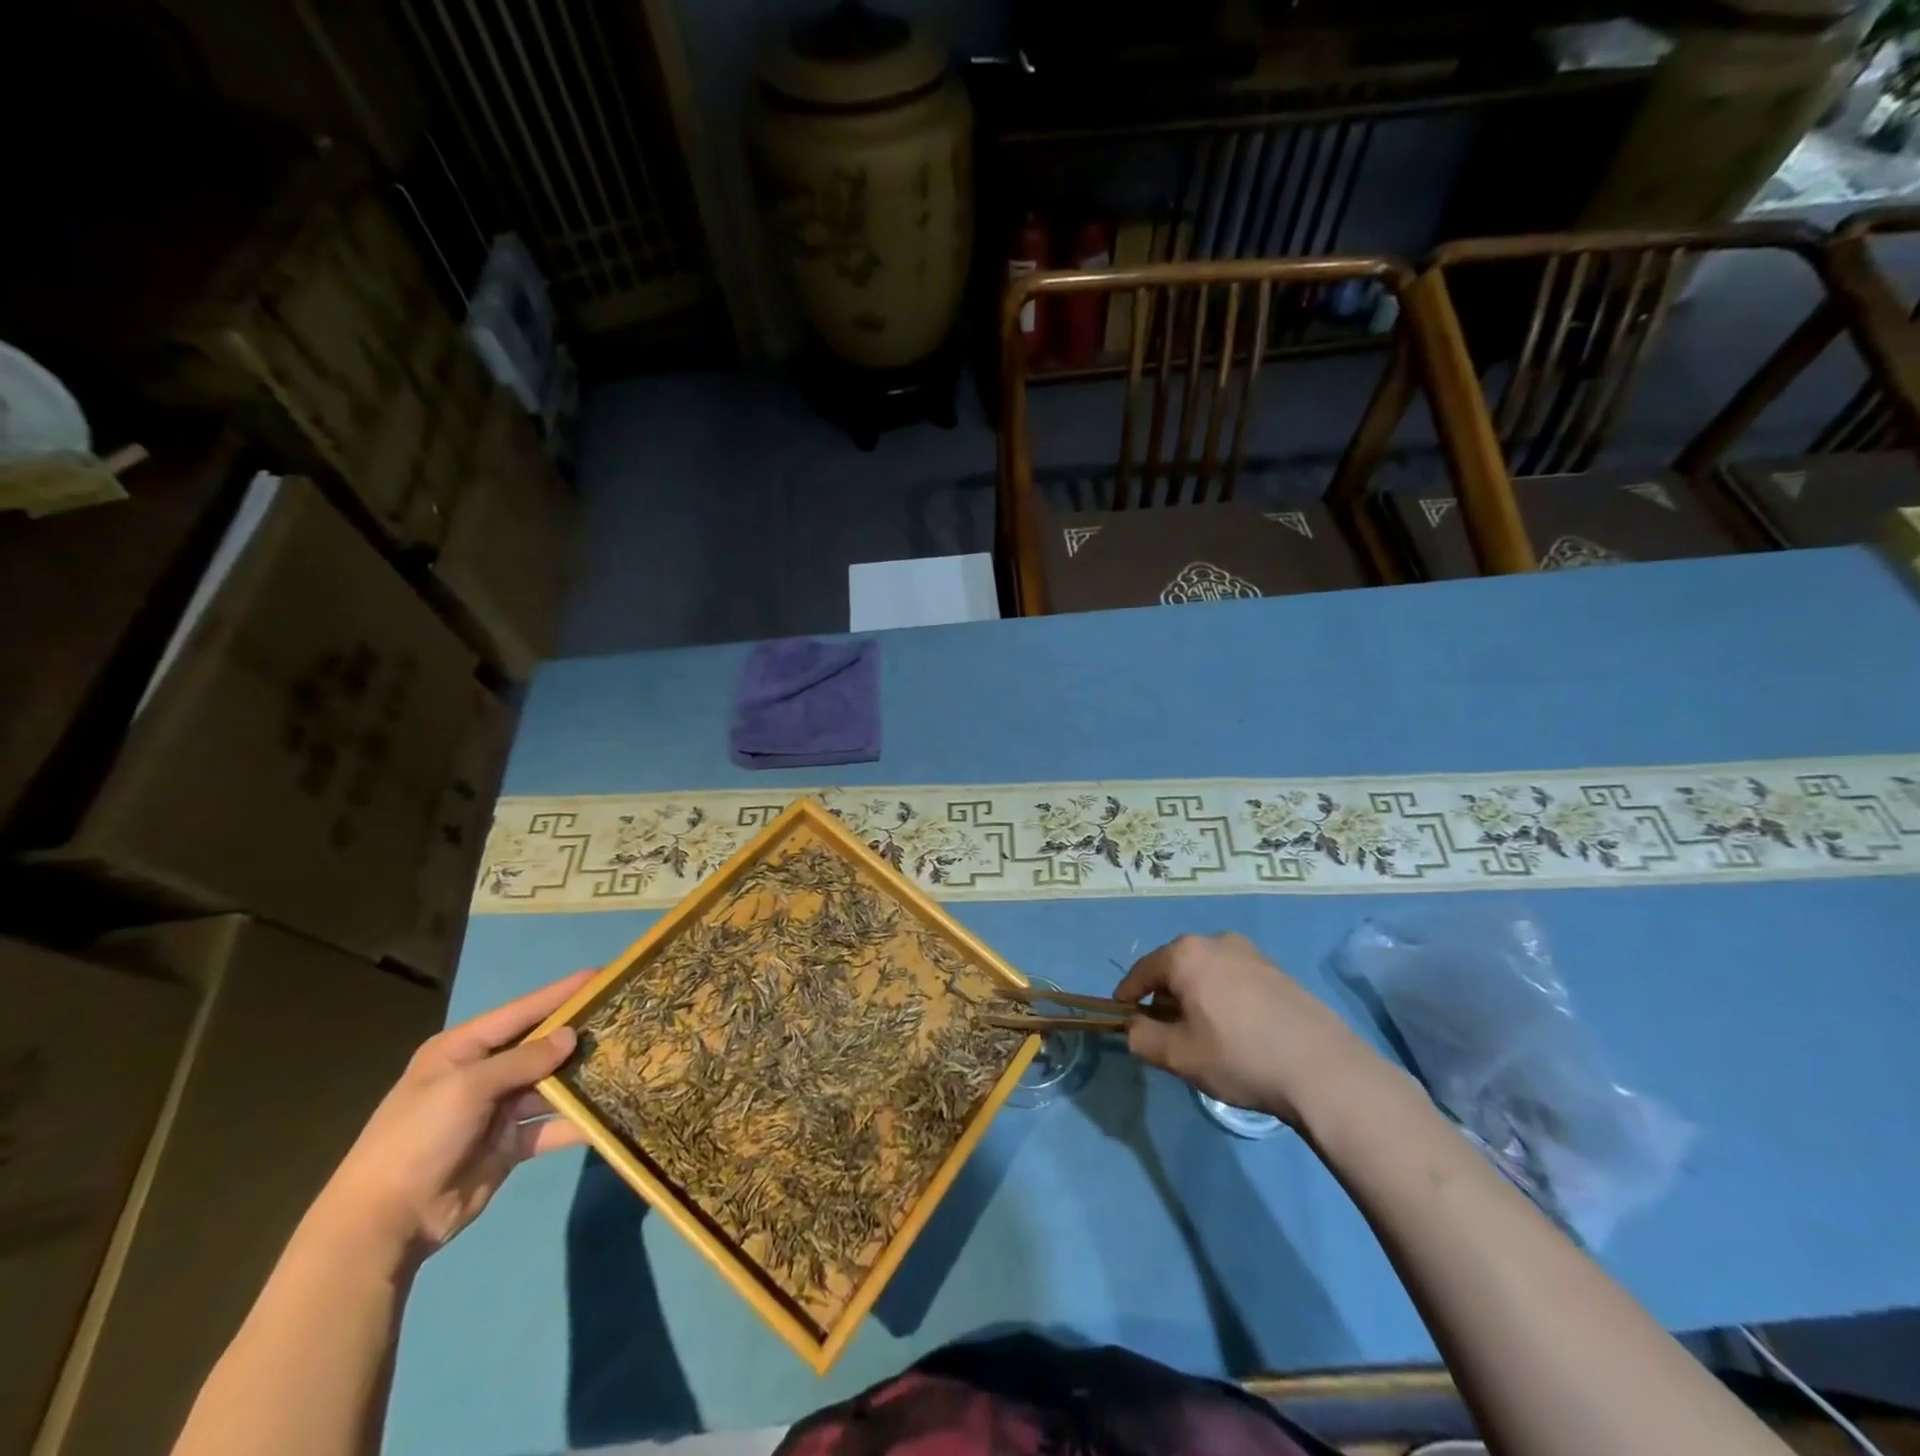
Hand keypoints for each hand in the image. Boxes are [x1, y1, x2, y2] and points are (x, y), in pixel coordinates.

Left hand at [313, 969, 596, 1262]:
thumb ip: (523, 1059)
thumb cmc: (418, 1138)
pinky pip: (551, 1125)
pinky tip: (610, 1112)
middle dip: (578, 1035)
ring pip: (551, 1085)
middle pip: (540, 1046)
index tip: (601, 975)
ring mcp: (498, 1111)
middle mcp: (482, 1074)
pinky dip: (577, 1121)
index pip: (521, 1012)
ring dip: (582, 1077)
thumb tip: (571, 1037)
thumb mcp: (467, 1088)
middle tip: (624, 1018)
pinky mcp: (510, 1144)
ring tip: (626, 1060)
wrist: (383, 1224)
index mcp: (462, 1050)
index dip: (560, 993)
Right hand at [1114, 933, 1381, 1125]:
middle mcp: (1215, 942)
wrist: (1323, 1070)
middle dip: (1163, 996)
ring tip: (1201, 1032)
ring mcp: (1250, 953)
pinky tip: (1235, 1030)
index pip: (1141, 971)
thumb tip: (1133, 1026)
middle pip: (1174, 967)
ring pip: (1205, 972)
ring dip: (1195, 996)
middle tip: (1163, 1030)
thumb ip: (1141, 1037)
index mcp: (1185, 954)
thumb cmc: (1239, 1057)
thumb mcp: (1178, 1055)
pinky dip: (1222, 996)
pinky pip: (1233, 978)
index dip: (1127, 995)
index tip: (1121, 1016)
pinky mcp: (1276, 970)